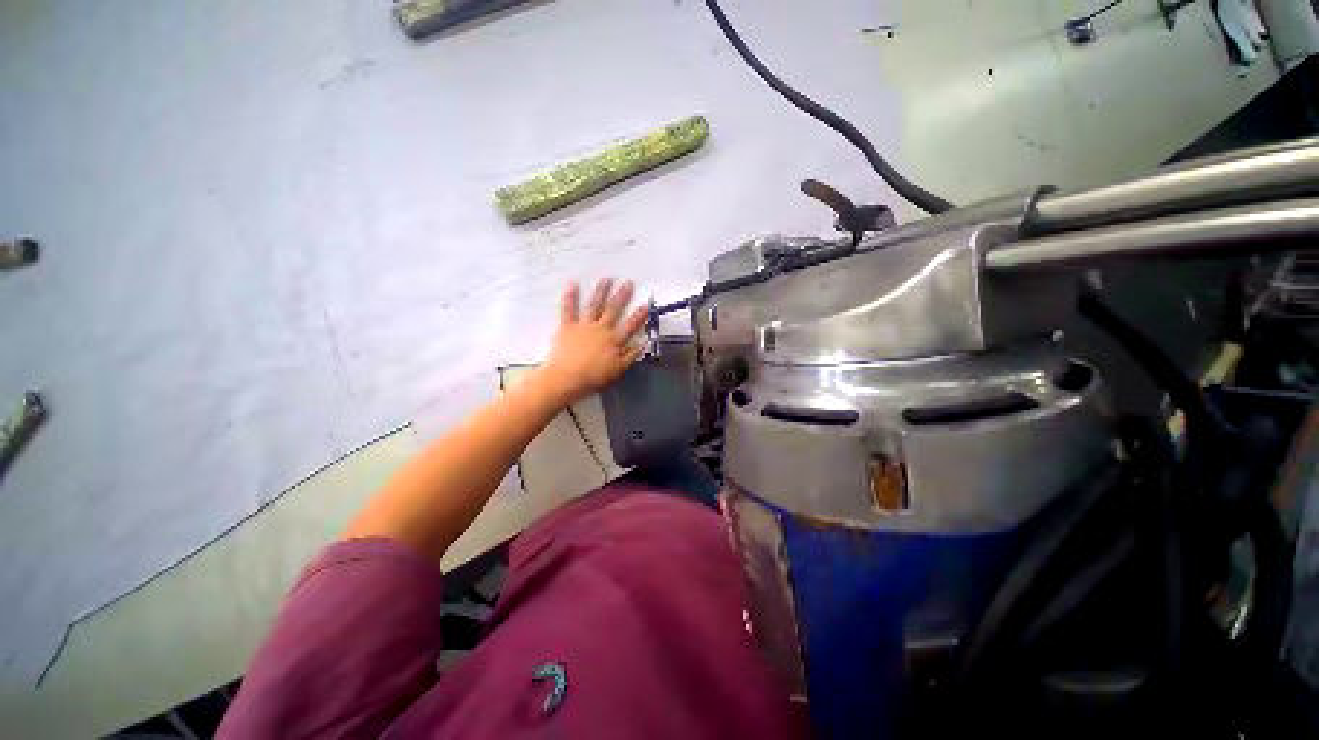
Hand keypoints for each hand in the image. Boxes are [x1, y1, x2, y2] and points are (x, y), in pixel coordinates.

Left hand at [537, 278, 648, 404]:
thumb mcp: (617, 370)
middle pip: (613, 310)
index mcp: (614, 340)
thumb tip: (643, 342)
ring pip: (594, 305)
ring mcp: (583, 325)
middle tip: (628, 283)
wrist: (566, 378)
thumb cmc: (593, 377)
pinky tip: (572, 285)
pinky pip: (568, 310)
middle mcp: (600, 328)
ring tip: (606, 279)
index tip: (646, 304)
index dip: (639, 315)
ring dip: (601, 291)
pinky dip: (570, 297)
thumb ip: (631, 355)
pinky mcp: (567, 326)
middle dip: (622, 296)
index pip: (630, 325)